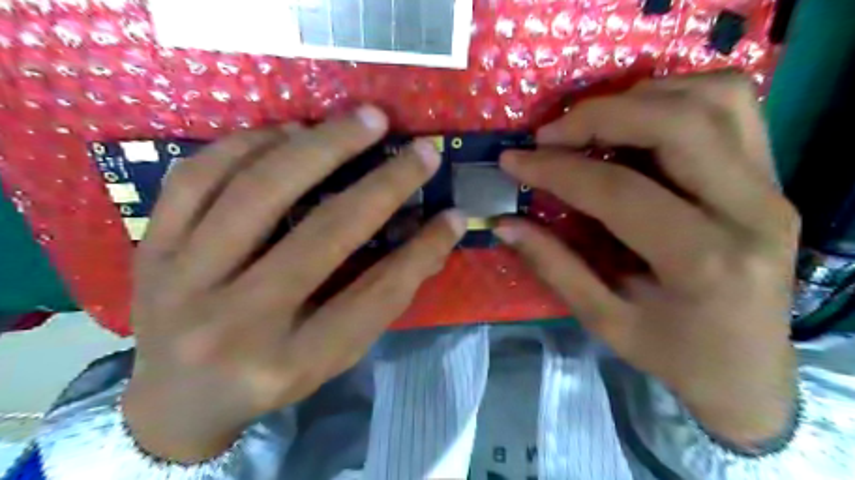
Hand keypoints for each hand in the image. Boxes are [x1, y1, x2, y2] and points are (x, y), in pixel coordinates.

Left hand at [121, 104, 460, 464]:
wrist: (177, 400)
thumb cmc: (270, 377)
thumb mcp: (333, 354)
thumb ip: (381, 298)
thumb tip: (434, 237)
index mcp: (290, 361)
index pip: (374, 295)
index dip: (422, 251)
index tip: (452, 215)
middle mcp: (235, 323)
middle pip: (322, 234)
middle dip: (383, 184)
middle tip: (418, 148)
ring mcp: (182, 281)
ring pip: (257, 192)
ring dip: (320, 145)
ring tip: (360, 121)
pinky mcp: (151, 249)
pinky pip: (197, 177)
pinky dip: (249, 143)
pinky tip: (288, 131)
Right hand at [495, 74, 801, 449]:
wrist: (750, 369)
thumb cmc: (674, 354)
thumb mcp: (605, 321)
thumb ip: (554, 266)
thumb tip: (504, 223)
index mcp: (704, 262)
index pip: (619, 190)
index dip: (557, 169)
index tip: (514, 160)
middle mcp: (751, 212)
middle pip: (678, 123)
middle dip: (600, 115)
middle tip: (550, 135)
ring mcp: (772, 186)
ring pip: (715, 99)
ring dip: (641, 98)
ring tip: (592, 124)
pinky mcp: (772, 176)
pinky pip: (732, 106)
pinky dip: (677, 97)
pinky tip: (638, 122)